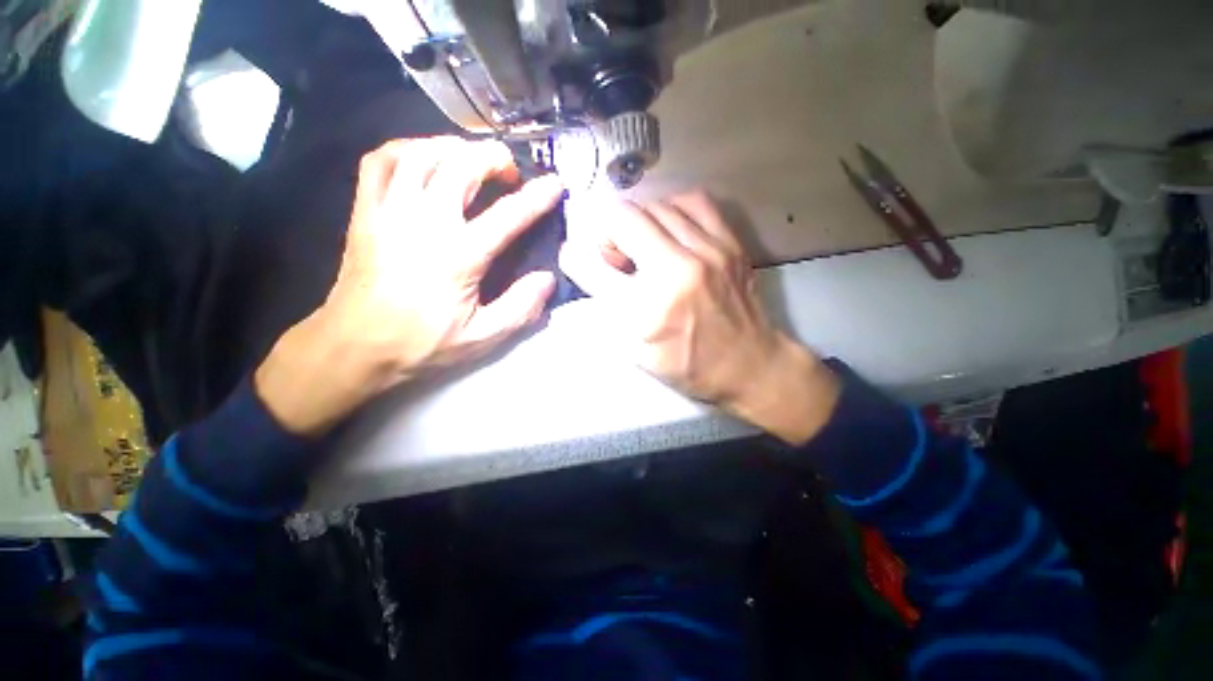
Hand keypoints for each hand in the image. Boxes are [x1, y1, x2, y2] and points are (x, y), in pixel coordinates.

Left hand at [256, 137, 563, 434]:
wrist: (355, 347)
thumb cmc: (421, 344)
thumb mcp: (481, 337)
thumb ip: (520, 308)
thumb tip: (547, 280)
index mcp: (459, 255)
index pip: (508, 215)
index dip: (537, 197)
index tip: (555, 184)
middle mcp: (425, 222)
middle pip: (462, 166)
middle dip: (493, 158)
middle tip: (510, 172)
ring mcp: (389, 211)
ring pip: (422, 154)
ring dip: (454, 148)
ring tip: (472, 159)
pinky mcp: (365, 212)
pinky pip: (380, 162)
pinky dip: (405, 149)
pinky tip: (422, 158)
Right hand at [559, 191, 838, 443]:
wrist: (750, 364)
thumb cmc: (688, 365)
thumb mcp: (637, 352)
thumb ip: (604, 309)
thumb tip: (580, 264)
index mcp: (648, 310)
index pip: (592, 265)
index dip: (575, 256)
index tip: (575, 256)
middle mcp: (677, 272)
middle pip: (624, 218)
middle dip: (608, 233)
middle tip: (615, 255)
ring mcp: (709, 252)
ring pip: (655, 205)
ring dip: (638, 222)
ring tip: (642, 243)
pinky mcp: (730, 242)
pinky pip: (693, 200)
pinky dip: (672, 208)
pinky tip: (670, 228)